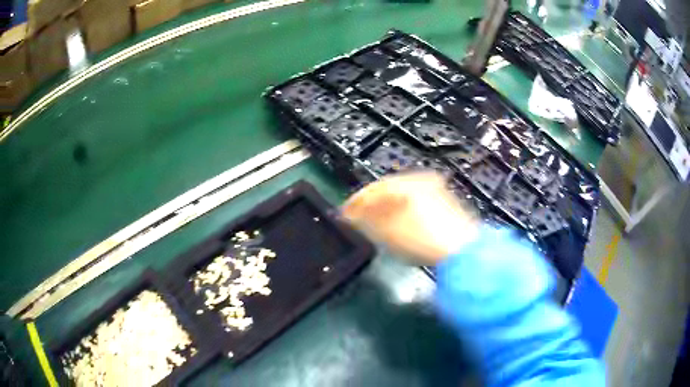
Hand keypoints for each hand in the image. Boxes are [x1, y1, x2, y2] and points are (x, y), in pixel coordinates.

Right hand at [341, 172, 479, 265]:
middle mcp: (419, 181)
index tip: (344, 215)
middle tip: (357, 219)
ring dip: (386, 208)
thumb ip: (365, 219)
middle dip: (370, 205)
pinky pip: (414, 203)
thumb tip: (352, 214)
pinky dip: (402, 211)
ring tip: (375, 223)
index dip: (355, 203)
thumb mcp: (386, 231)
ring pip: (401, 196)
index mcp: (404, 183)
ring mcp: (434, 190)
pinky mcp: (444, 203)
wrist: (463, 251)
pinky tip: (399, 223)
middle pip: (387, 190)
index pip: (371, 190)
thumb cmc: (423, 239)